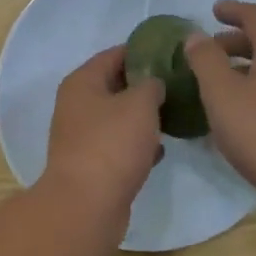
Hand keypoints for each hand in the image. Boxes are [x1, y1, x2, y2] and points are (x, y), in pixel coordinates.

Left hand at [41, 45, 164, 232]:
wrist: (87, 205)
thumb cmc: (112, 144)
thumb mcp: (140, 104)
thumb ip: (151, 85)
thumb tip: (153, 83)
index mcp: (82, 83)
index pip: (114, 54)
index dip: (143, 51)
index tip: (172, 53)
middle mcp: (77, 106)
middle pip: (115, 86)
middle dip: (146, 85)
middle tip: (179, 84)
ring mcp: (83, 138)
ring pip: (119, 118)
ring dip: (143, 117)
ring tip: (176, 114)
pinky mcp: (93, 165)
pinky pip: (119, 146)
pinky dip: (138, 145)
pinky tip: (161, 149)